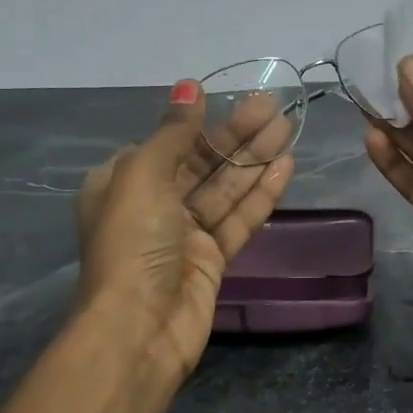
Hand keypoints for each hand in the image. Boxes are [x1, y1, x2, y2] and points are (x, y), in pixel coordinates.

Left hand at [76, 82, 294, 376]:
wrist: (140, 327)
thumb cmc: (132, 243)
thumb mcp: (143, 176)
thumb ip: (173, 132)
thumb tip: (189, 85)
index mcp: (123, 183)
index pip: (167, 145)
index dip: (200, 122)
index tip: (232, 99)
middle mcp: (153, 206)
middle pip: (202, 163)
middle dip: (237, 136)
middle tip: (275, 107)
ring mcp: (184, 235)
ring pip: (225, 189)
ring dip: (255, 160)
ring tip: (289, 128)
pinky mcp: (212, 259)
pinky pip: (238, 219)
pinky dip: (260, 195)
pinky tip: (285, 168)